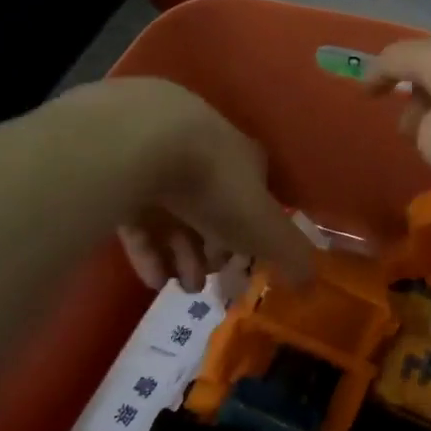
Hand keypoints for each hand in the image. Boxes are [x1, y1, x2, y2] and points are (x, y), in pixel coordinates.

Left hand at [62, 78, 314, 290]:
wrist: (142, 143)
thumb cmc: (216, 185)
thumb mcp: (265, 229)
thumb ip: (292, 256)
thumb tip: (313, 284)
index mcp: (245, 160)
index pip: (254, 203)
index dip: (250, 240)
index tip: (239, 270)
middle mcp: (205, 152)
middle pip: (212, 210)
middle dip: (211, 253)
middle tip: (203, 284)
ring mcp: (157, 156)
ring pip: (174, 213)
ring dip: (180, 256)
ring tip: (176, 287)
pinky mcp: (117, 167)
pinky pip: (136, 212)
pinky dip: (147, 247)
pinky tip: (150, 276)